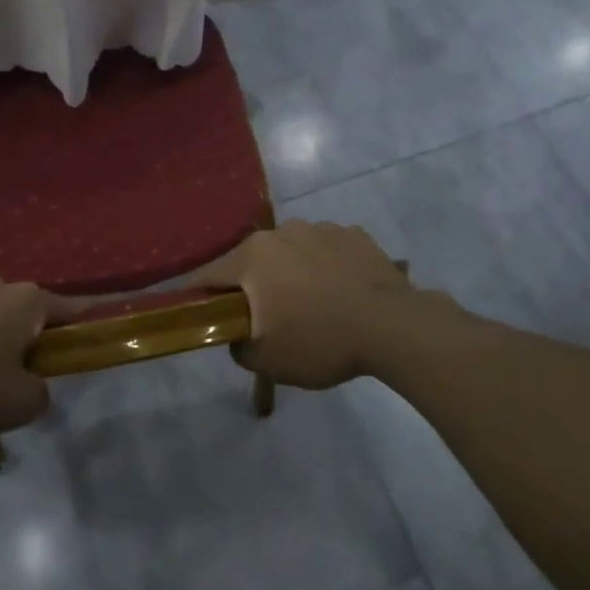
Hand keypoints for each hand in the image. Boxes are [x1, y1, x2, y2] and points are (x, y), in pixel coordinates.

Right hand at [188, 222, 418, 388]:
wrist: (393, 326)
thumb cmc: (320, 341)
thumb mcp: (268, 360)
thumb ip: (238, 347)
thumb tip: (237, 335)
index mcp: (253, 257)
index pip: (209, 274)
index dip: (198, 294)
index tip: (196, 311)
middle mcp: (282, 232)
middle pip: (252, 260)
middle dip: (251, 285)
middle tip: (264, 316)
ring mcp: (320, 228)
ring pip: (291, 251)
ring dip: (290, 272)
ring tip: (311, 304)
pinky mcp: (353, 234)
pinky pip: (326, 250)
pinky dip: (324, 267)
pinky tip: (340, 292)